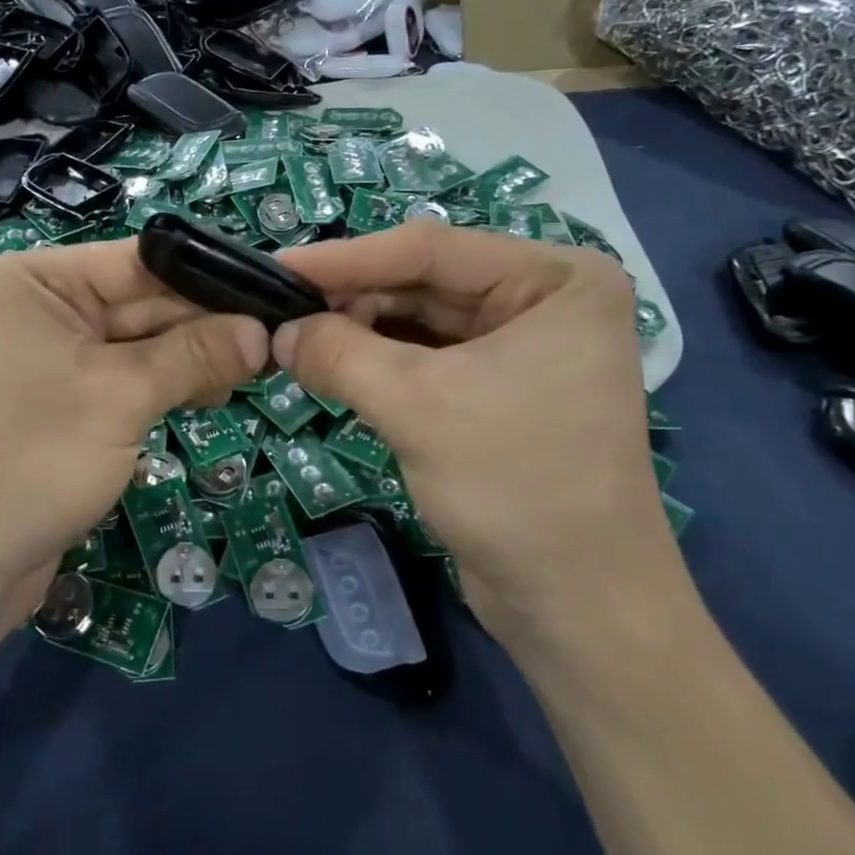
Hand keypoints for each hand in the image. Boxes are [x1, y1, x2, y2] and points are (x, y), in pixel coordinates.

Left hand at [0, 239, 267, 635]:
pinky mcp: (58, 401)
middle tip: (276, 340)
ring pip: (135, 343)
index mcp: (32, 281)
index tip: (273, 294)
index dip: (208, 278)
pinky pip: (121, 377)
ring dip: (190, 357)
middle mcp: (36, 307)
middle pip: (139, 302)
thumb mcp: (121, 397)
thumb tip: (263, 331)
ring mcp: (45, 357)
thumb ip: (195, 355)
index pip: (137, 262)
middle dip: (204, 324)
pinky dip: (163, 384)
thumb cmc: (31, 462)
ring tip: (254, 370)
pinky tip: (211, 392)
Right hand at [273, 224, 684, 658]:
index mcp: (556, 279)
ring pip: (421, 322)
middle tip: (278, 314)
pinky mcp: (500, 391)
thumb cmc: (514, 486)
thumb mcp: (417, 406)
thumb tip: (278, 332)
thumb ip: (339, 355)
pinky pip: (428, 359)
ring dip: (359, 333)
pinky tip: (332, 368)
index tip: (275, 267)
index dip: (346, 258)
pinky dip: (379, 364)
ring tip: (294, 342)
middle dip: (351, 301)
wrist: (579, 606)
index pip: (430, 248)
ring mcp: (525, 347)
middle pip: (425, 282)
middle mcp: (546, 301)